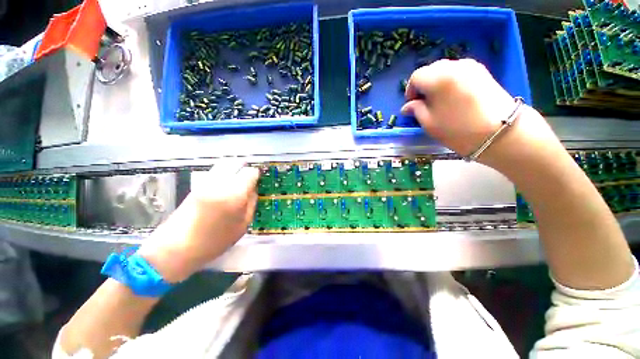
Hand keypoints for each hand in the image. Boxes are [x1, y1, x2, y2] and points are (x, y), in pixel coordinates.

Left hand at [137, 160, 258, 281]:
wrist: (177, 247)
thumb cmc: (215, 241)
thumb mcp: (242, 225)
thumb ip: (251, 203)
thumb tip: (253, 189)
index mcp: (234, 194)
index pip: (250, 172)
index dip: (257, 174)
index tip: (259, 179)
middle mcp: (219, 183)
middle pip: (235, 163)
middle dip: (245, 167)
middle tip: (250, 177)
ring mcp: (206, 182)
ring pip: (224, 164)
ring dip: (234, 168)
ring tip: (239, 180)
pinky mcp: (197, 185)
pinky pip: (215, 171)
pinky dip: (224, 172)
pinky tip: (227, 185)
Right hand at [401, 59, 517, 157]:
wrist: (501, 132)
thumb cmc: (459, 130)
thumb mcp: (429, 123)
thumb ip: (416, 110)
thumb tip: (407, 106)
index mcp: (438, 78)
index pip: (416, 77)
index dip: (410, 90)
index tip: (411, 104)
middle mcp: (454, 66)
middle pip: (430, 70)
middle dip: (423, 85)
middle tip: (423, 103)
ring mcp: (470, 66)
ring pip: (444, 69)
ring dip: (436, 82)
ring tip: (438, 100)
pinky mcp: (482, 71)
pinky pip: (458, 71)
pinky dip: (450, 80)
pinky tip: (453, 96)